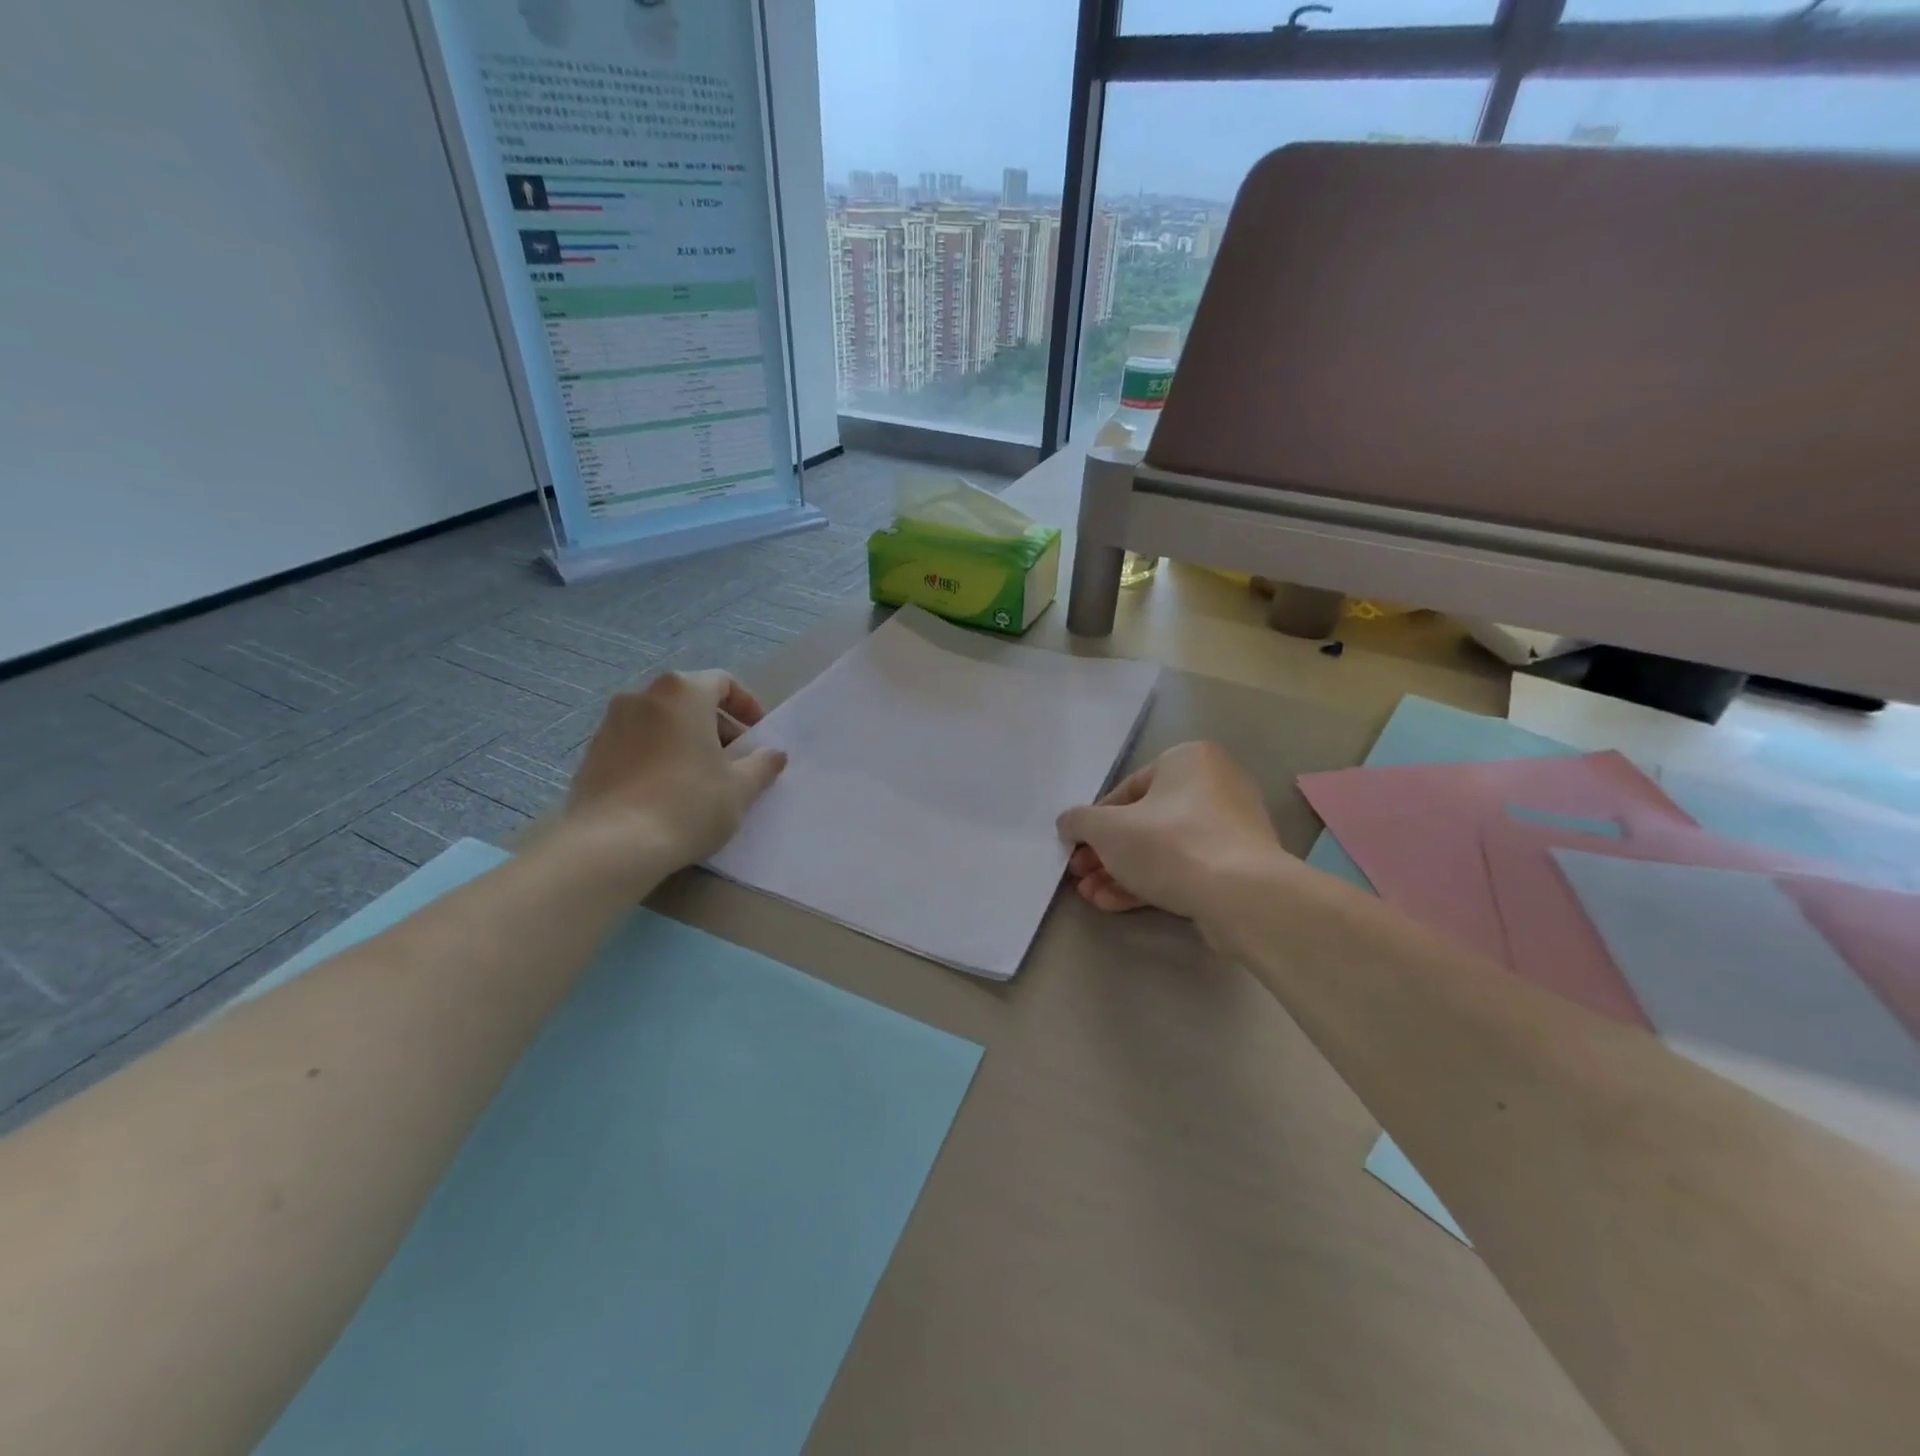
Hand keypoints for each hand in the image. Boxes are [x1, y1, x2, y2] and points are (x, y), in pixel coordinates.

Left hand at [565, 670, 786, 873]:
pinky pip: (635, 744)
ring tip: (700, 777)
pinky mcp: (592, 754)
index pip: (722, 682)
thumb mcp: (740, 788)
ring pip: (660, 722)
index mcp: (683, 692)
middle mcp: (642, 696)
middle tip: (734, 760)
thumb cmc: (688, 804)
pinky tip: (666, 792)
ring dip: (684, 740)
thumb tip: (774, 754)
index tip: (757, 735)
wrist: (613, 845)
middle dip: (716, 725)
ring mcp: (610, 723)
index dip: (747, 706)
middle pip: (689, 700)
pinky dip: (656, 756)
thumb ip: (762, 764)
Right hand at [1057, 741, 1291, 923]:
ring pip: (1162, 848)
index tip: (1075, 848)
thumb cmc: (1170, 844)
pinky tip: (1115, 903)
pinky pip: (1185, 868)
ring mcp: (1231, 828)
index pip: (1127, 789)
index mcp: (1188, 760)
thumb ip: (1079, 821)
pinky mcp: (1238, 866)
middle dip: (1106, 853)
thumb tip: (1069, 824)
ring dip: (1121, 871)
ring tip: (1092, 896)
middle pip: (1144, 822)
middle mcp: (1215, 785)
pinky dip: (1150, 882)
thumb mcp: (1107, 829)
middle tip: (1080, 875)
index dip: (1094, 822)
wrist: (1242, 896)